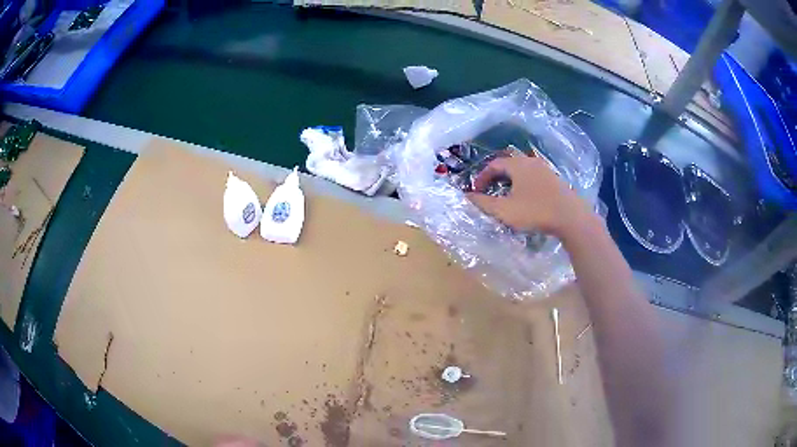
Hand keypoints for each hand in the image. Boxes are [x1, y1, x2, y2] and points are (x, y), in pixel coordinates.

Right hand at [466, 154, 593, 239]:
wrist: (570, 217)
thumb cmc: (535, 211)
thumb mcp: (504, 210)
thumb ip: (483, 203)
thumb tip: (467, 196)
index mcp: (517, 165)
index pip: (494, 164)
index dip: (482, 176)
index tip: (475, 191)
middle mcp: (531, 161)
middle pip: (508, 163)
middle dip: (496, 175)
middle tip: (489, 189)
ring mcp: (545, 169)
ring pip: (522, 170)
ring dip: (510, 179)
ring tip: (505, 194)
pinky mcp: (555, 179)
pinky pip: (533, 176)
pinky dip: (523, 183)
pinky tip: (525, 198)